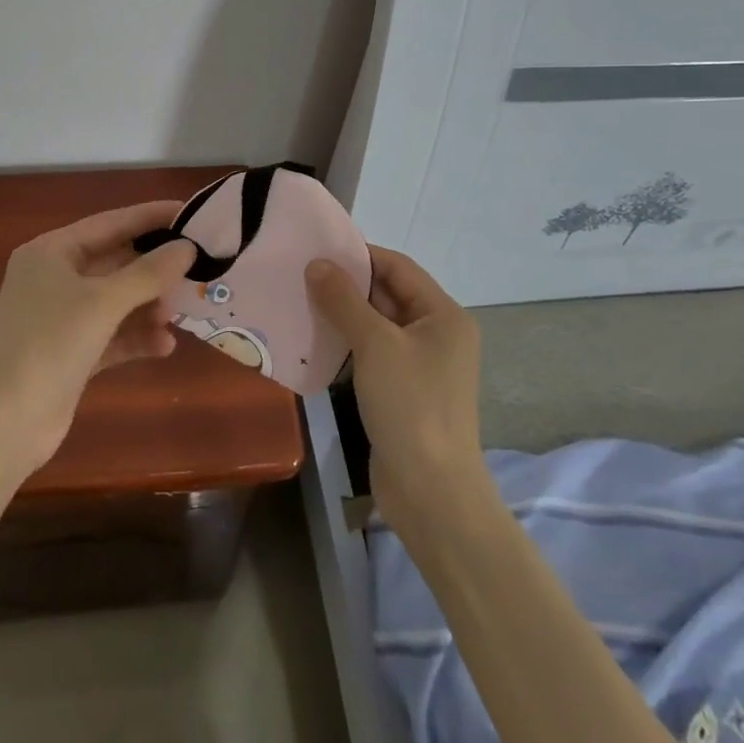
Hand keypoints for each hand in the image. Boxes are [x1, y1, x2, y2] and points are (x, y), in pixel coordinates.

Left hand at [0, 201, 197, 474]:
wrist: (1, 425)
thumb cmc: (48, 345)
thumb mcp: (102, 302)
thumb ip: (148, 273)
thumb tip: (187, 247)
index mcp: (52, 252)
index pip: (111, 223)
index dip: (152, 217)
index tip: (193, 213)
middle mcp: (55, 278)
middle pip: (116, 262)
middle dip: (154, 270)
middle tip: (198, 269)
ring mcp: (61, 318)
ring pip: (117, 301)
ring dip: (149, 307)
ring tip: (177, 316)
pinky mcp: (71, 354)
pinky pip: (113, 335)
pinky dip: (137, 338)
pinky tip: (165, 347)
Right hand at [306, 246, 485, 532]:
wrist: (431, 492)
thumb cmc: (410, 405)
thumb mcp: (375, 344)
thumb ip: (343, 300)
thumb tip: (317, 263)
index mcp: (443, 315)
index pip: (398, 267)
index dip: (359, 255)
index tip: (317, 249)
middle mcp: (437, 334)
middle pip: (388, 295)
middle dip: (346, 285)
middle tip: (300, 275)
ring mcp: (421, 366)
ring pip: (377, 326)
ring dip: (342, 315)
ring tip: (299, 303)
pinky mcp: (403, 392)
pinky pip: (372, 355)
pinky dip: (346, 345)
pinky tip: (314, 343)